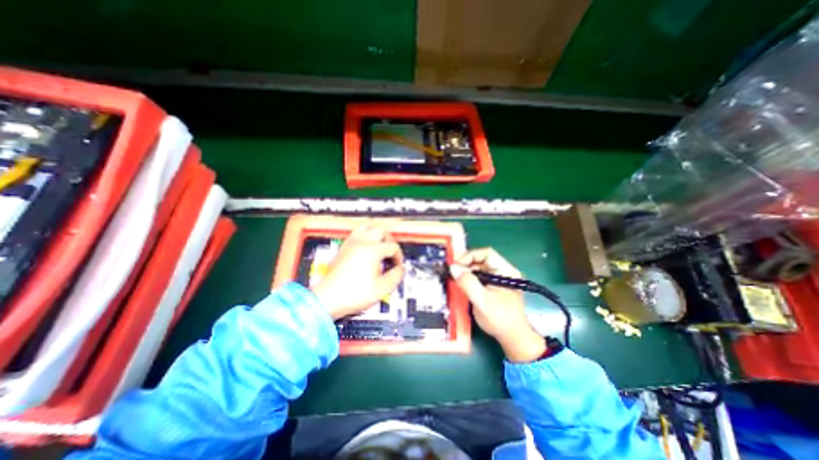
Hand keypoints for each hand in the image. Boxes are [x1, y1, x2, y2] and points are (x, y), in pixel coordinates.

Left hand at [311, 223, 404, 319]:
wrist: (328, 299)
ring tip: (380, 244)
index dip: (398, 256)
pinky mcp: (343, 247)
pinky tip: (367, 247)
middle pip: (381, 230)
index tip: (397, 266)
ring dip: (377, 233)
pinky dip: (365, 235)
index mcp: (372, 251)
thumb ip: (396, 276)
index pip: (393, 246)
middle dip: (390, 240)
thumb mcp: (382, 288)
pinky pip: (356, 233)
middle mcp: (362, 243)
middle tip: (391, 252)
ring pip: (367, 226)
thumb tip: (400, 269)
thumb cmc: (353, 294)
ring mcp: (351, 243)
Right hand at [450, 249, 545, 361]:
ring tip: (456, 278)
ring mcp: (499, 278)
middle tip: (453, 272)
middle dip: (466, 264)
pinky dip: (469, 278)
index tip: (456, 265)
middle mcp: (503, 271)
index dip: (470, 256)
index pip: (487, 254)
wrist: (512, 338)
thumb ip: (468, 284)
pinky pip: (479, 276)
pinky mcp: (493, 285)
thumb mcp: (482, 301)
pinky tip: (462, 284)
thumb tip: (453, 269)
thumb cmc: (500, 320)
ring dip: (467, 271)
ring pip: (479, 267)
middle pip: (482, 259)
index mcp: (506, 271)